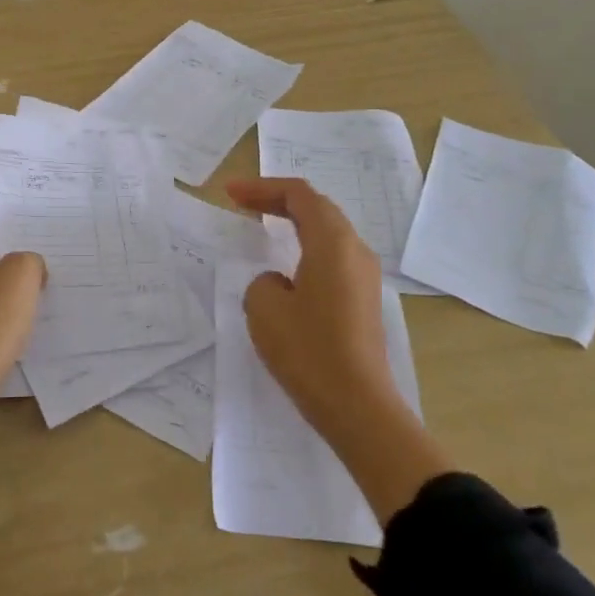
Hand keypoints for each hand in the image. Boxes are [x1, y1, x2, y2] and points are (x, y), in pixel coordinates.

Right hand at [223, 177, 398, 439]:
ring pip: (327, 232)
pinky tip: (286, 266)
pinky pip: (332, 257)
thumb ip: (263, 281)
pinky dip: (305, 247)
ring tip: (262, 225)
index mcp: (333, 242)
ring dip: (293, 223)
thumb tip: (278, 283)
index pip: (299, 195)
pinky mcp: (364, 300)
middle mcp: (355, 251)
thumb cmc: (309, 351)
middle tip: (242, 202)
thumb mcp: (265, 308)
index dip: (262, 188)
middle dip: (277, 200)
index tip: (230, 193)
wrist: (359, 407)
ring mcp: (364, 276)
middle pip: (316, 208)